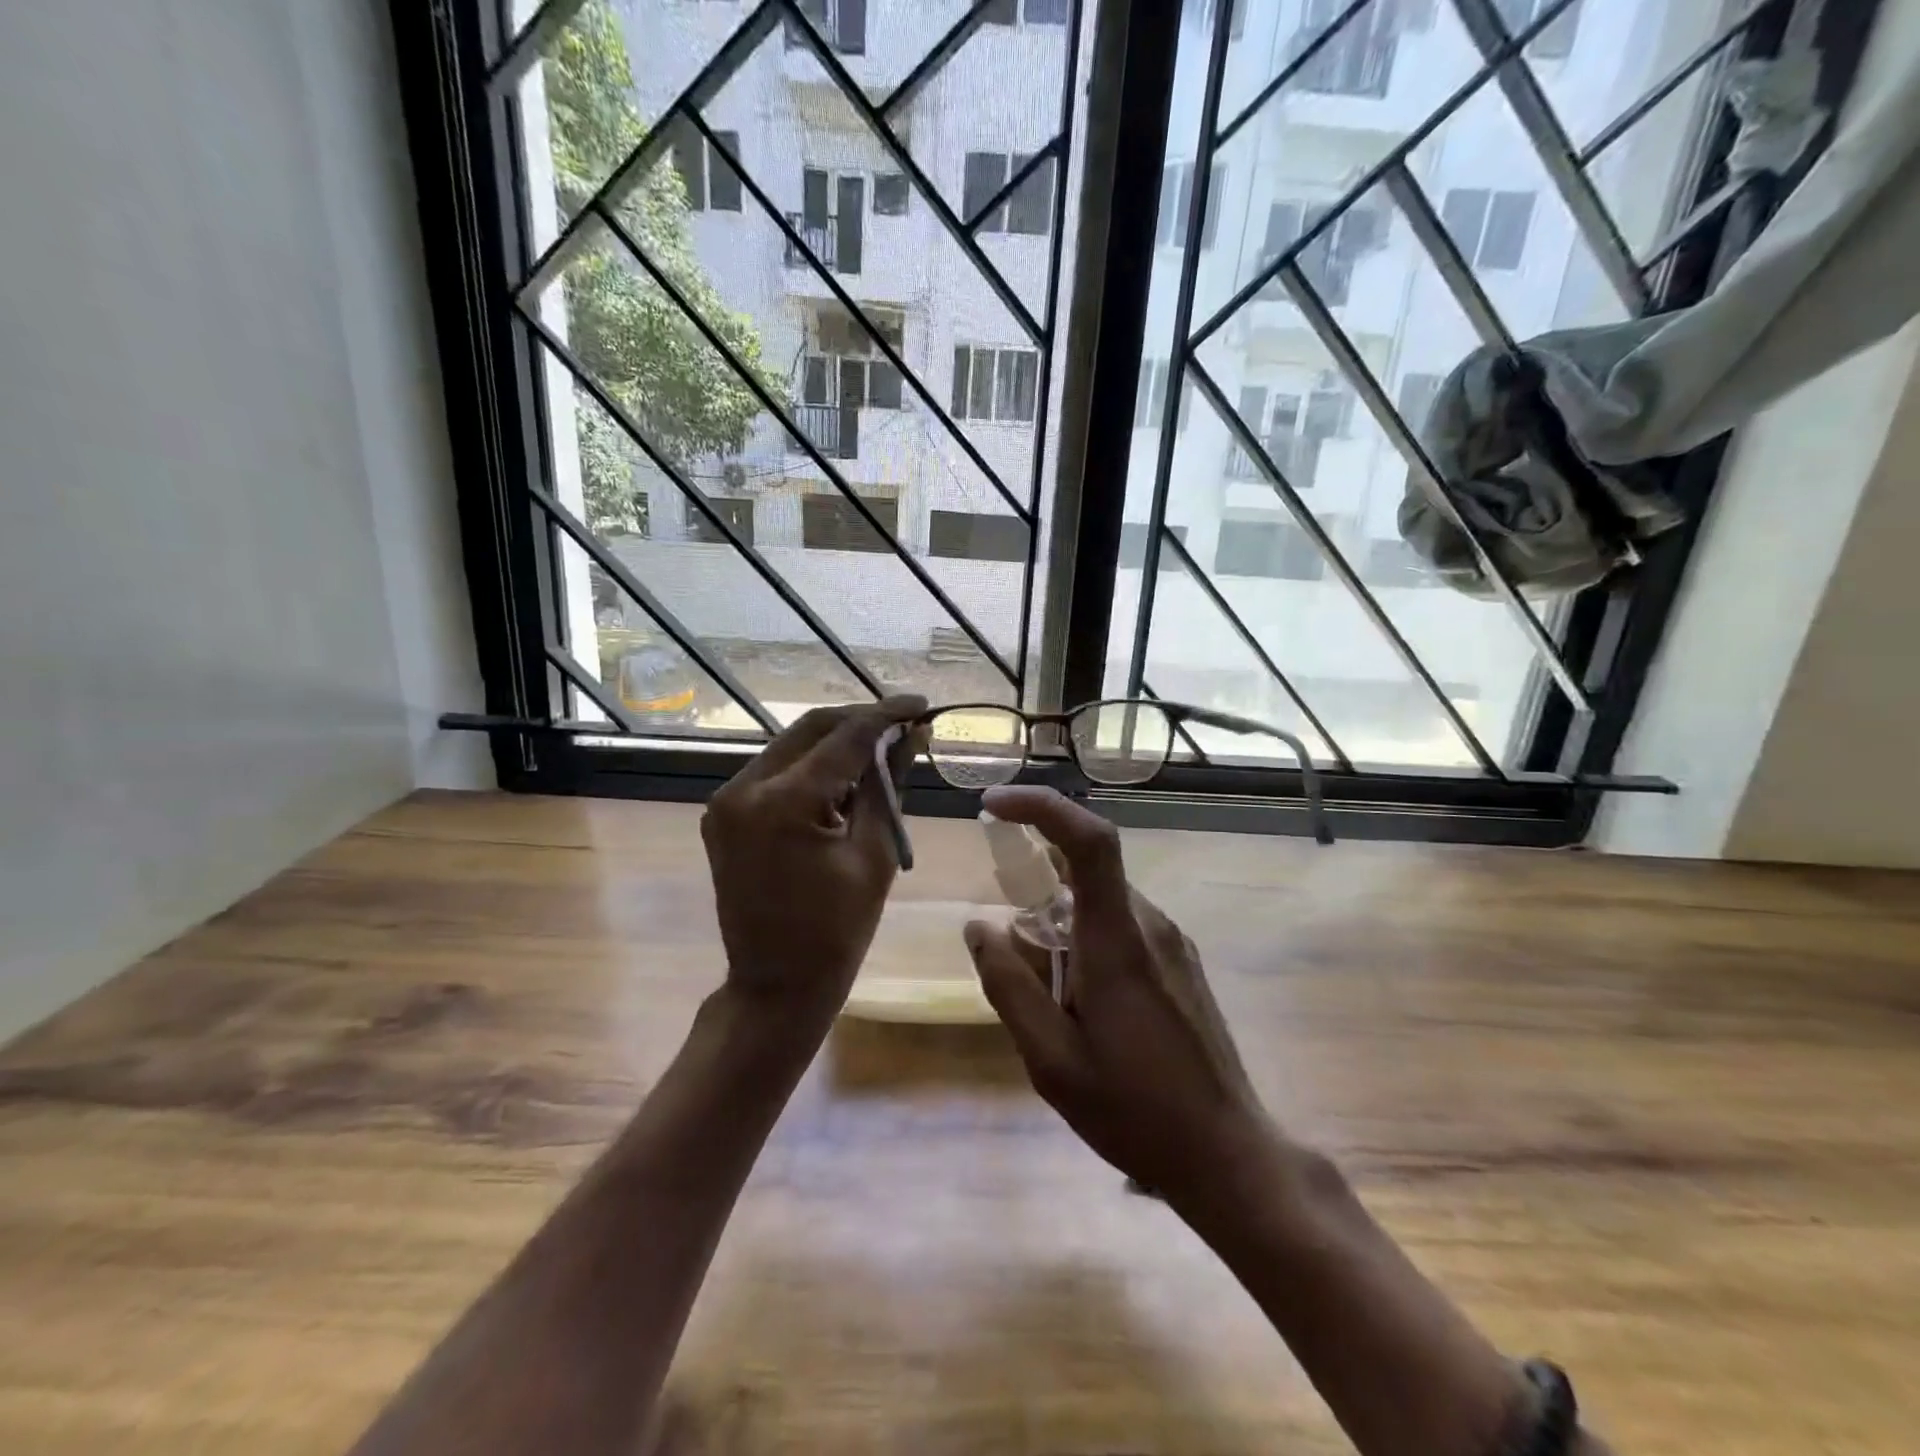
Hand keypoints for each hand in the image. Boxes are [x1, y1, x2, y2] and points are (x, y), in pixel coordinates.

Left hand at [703, 697, 925, 1015]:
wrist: (775, 986)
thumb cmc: (837, 931)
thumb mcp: (875, 854)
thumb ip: (888, 785)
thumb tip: (911, 735)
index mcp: (782, 802)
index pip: (844, 737)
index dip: (887, 715)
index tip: (922, 704)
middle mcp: (743, 788)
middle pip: (810, 728)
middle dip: (860, 722)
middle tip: (903, 724)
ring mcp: (727, 801)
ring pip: (791, 746)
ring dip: (836, 743)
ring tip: (881, 751)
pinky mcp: (724, 814)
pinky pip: (775, 772)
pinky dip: (812, 767)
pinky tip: (843, 778)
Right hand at [963, 785, 1268, 1202]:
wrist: (1228, 1155)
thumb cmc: (1134, 1110)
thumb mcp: (1051, 1060)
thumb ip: (1009, 986)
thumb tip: (978, 926)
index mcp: (1118, 940)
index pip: (1089, 841)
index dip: (1042, 807)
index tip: (994, 806)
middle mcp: (1151, 925)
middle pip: (1083, 874)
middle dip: (1036, 896)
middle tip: (1015, 958)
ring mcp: (1173, 942)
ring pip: (1100, 904)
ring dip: (1062, 928)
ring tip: (1054, 1002)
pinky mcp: (1182, 962)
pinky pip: (1122, 927)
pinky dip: (1087, 942)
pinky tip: (1086, 1008)